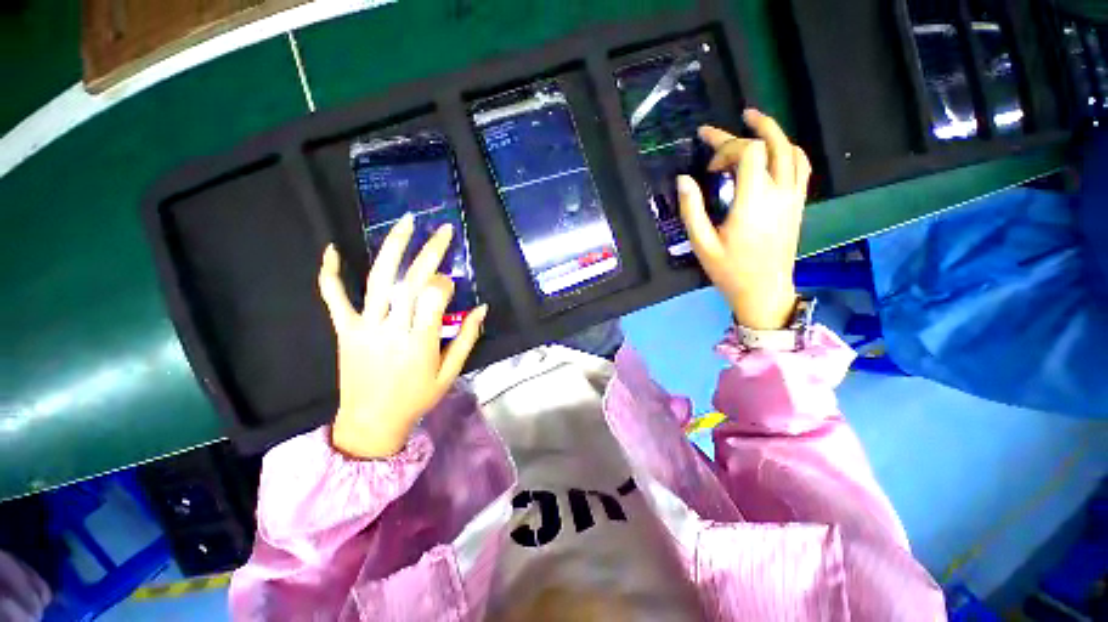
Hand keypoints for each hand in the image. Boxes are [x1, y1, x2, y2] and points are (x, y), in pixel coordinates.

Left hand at [317, 213, 487, 459]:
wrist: (370, 422)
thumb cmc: (416, 398)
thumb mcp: (450, 373)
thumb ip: (468, 339)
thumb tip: (483, 308)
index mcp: (421, 343)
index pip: (435, 298)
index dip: (445, 284)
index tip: (449, 285)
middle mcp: (393, 329)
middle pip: (412, 281)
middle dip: (430, 252)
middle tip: (443, 231)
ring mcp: (365, 327)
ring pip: (379, 280)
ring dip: (393, 248)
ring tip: (406, 224)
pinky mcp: (345, 330)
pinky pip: (334, 298)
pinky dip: (331, 274)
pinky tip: (333, 250)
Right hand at [677, 109, 810, 329]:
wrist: (763, 291)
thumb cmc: (729, 270)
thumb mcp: (702, 244)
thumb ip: (691, 210)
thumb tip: (683, 179)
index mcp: (753, 201)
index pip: (747, 153)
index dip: (725, 149)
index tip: (708, 169)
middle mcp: (778, 193)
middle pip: (772, 144)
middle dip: (750, 128)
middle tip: (735, 117)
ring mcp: (793, 197)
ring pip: (792, 151)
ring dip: (775, 132)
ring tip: (756, 122)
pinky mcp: (798, 204)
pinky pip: (801, 167)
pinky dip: (789, 151)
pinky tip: (777, 150)